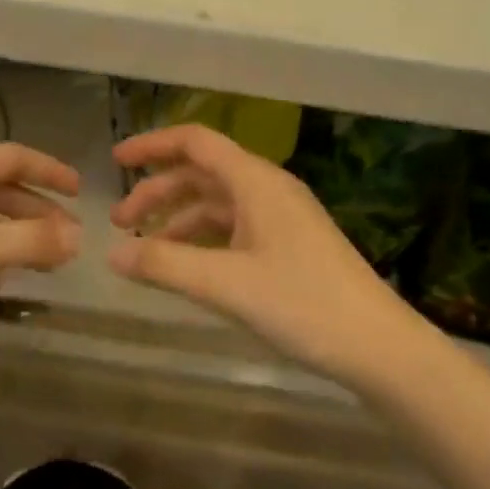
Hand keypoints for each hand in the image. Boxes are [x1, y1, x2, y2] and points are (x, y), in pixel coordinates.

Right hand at [107, 125, 418, 383]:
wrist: (378, 346)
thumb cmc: (303, 304)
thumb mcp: (227, 285)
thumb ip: (165, 266)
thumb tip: (111, 254)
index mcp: (256, 181)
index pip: (195, 143)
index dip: (153, 146)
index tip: (116, 160)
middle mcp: (268, 189)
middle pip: (202, 173)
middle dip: (158, 191)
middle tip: (120, 222)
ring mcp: (281, 217)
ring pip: (217, 203)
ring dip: (178, 219)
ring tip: (145, 249)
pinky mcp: (289, 244)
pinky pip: (234, 228)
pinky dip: (203, 239)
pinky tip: (187, 265)